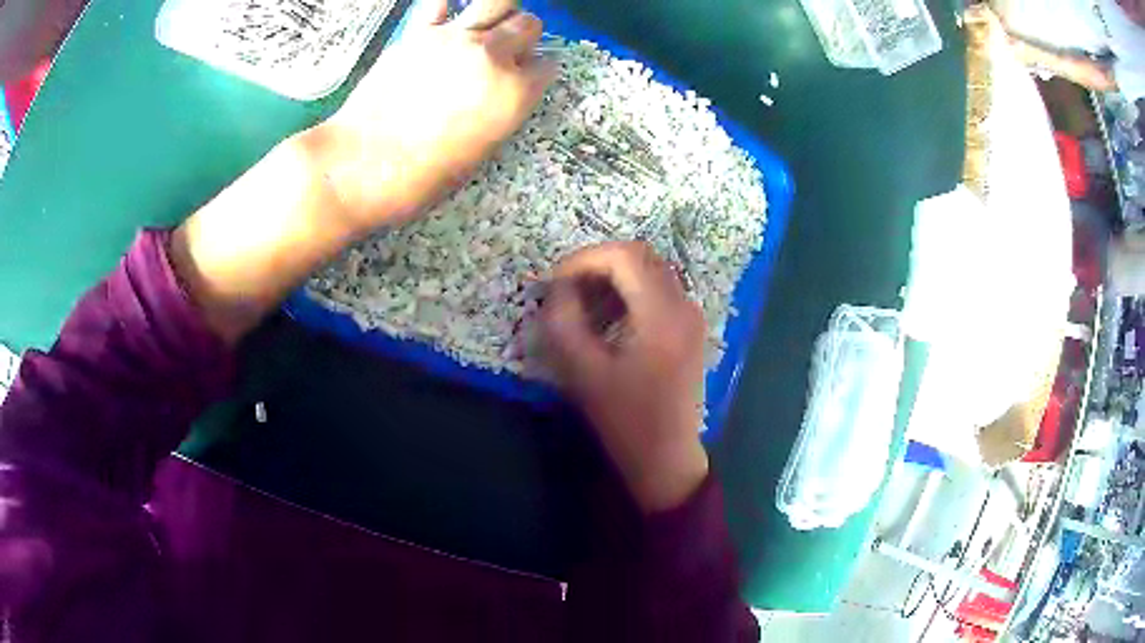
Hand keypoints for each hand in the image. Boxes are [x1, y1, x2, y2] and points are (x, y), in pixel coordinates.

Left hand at [311, 0, 557, 229]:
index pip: (546, 66)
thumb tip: (502, 90)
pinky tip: (447, 18)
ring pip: (498, 2)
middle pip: (529, 25)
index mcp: (514, 93)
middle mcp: (492, 56)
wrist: (365, 165)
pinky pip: (441, 2)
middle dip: (524, 37)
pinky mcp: (419, 33)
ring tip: (485, 28)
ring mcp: (455, 39)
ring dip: (500, 13)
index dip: (537, 73)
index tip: (526, 78)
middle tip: (507, 52)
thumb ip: (502, 110)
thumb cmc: (423, 175)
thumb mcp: (482, 150)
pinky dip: (449, 5)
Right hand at [540, 242, 709, 512]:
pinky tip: (610, 318)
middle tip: (567, 288)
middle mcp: (683, 305)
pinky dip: (631, 290)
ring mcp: (691, 315)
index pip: (623, 257)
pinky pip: (659, 289)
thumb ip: (564, 322)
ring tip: (584, 304)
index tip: (555, 282)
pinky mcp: (690, 327)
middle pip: (640, 255)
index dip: (583, 259)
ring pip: (650, 270)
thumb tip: (558, 288)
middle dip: (598, 263)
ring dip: (614, 276)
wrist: (666, 455)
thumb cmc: (624, 419)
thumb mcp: (583, 372)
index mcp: (661, 315)